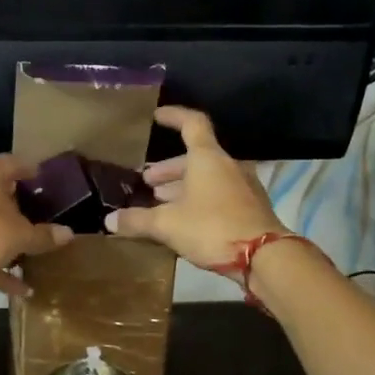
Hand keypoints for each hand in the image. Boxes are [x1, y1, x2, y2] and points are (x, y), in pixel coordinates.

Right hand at [105, 107, 287, 272]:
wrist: (266, 257)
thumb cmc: (213, 228)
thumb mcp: (168, 225)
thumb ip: (137, 221)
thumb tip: (109, 221)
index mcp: (208, 159)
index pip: (192, 123)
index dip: (174, 117)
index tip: (156, 117)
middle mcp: (228, 166)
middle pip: (196, 158)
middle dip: (169, 170)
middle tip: (147, 182)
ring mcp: (243, 188)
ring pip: (207, 179)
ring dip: (183, 188)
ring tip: (161, 203)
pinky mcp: (250, 209)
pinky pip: (219, 196)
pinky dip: (199, 202)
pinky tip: (184, 222)